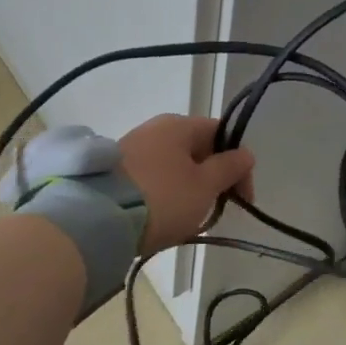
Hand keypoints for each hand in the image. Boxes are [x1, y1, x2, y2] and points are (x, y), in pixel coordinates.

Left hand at [117, 114, 255, 254]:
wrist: (100, 219)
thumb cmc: (163, 198)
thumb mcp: (204, 186)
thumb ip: (229, 168)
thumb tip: (245, 153)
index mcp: (179, 124)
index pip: (221, 134)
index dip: (238, 163)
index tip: (242, 198)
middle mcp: (155, 128)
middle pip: (196, 149)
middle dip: (212, 178)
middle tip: (215, 211)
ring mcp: (132, 147)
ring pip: (174, 166)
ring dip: (188, 188)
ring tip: (188, 220)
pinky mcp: (115, 170)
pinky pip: (152, 178)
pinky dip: (164, 193)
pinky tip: (162, 217)